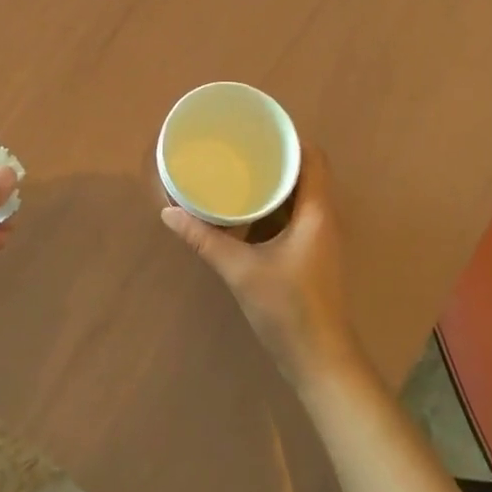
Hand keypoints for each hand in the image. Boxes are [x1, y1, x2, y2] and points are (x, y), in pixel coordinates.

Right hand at [161, 144, 363, 390]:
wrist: (320, 361)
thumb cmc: (288, 309)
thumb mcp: (240, 270)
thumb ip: (205, 240)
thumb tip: (168, 213)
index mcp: (316, 212)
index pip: (313, 157)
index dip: (289, 138)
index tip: (257, 131)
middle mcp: (323, 218)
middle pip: (305, 173)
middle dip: (274, 159)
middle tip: (238, 148)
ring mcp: (319, 238)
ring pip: (299, 197)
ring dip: (273, 184)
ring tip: (237, 172)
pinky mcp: (311, 255)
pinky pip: (293, 217)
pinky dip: (272, 208)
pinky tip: (244, 211)